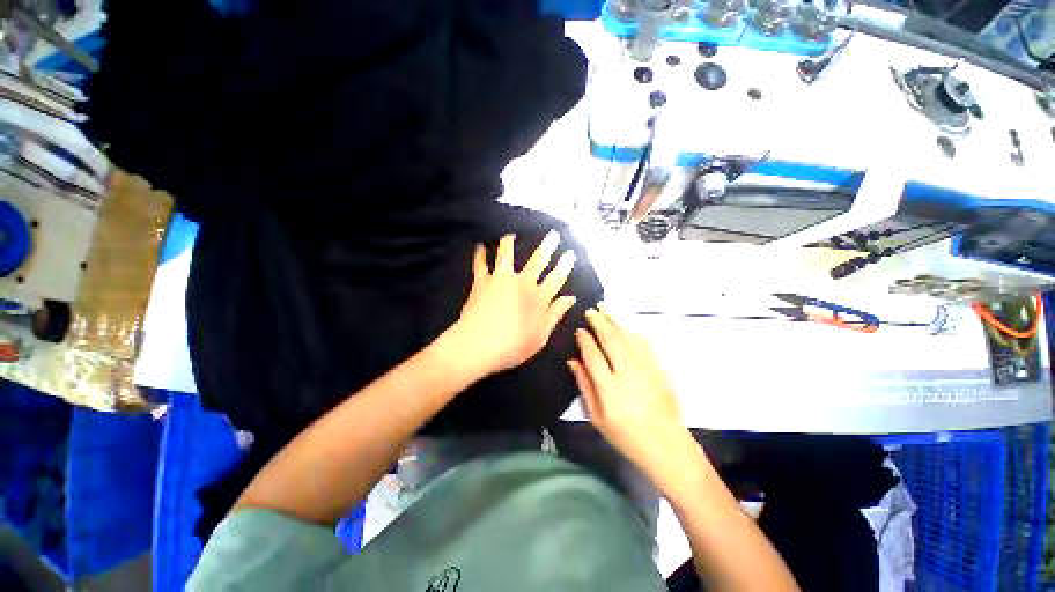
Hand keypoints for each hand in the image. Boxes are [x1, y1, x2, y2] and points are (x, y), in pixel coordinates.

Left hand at [450, 232, 576, 376]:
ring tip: (510, 235)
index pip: (556, 278)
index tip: (570, 254)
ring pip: (507, 255)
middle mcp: (522, 283)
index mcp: (538, 298)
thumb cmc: (513, 345)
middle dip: (547, 247)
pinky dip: (480, 255)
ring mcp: (501, 280)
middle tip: (553, 234)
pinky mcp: (482, 282)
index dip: (564, 265)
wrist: (479, 345)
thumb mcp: (541, 335)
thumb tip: (570, 298)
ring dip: (509, 243)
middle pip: (537, 261)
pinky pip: (481, 264)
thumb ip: (556, 314)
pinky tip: (480, 246)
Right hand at [569, 307, 695, 482]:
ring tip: (604, 307)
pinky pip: (644, 343)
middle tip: (590, 311)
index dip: (584, 340)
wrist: (666, 445)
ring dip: (615, 320)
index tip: (579, 330)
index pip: (593, 356)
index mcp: (609, 389)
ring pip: (628, 337)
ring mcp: (646, 369)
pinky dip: (632, 330)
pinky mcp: (659, 369)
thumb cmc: (626, 436)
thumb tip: (572, 361)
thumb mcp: (597, 417)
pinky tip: (625, 323)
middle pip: (611, 340)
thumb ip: (584, 386)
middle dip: (599, 322)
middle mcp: (627, 374)